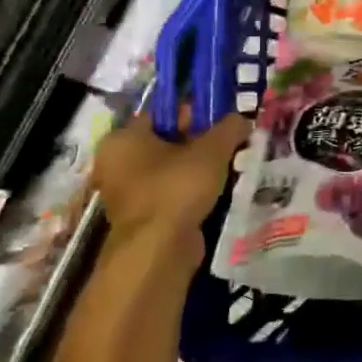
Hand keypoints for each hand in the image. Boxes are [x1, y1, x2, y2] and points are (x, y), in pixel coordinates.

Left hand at [92, 113, 251, 266]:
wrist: (159, 250)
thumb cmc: (177, 187)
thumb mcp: (212, 149)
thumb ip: (230, 127)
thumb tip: (243, 117)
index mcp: (123, 138)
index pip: (163, 112)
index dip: (196, 111)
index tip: (224, 118)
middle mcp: (117, 162)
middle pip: (168, 140)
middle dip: (202, 140)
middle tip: (232, 141)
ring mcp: (128, 191)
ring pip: (172, 167)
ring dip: (200, 165)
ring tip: (231, 164)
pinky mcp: (143, 215)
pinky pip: (172, 190)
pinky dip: (193, 188)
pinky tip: (219, 188)